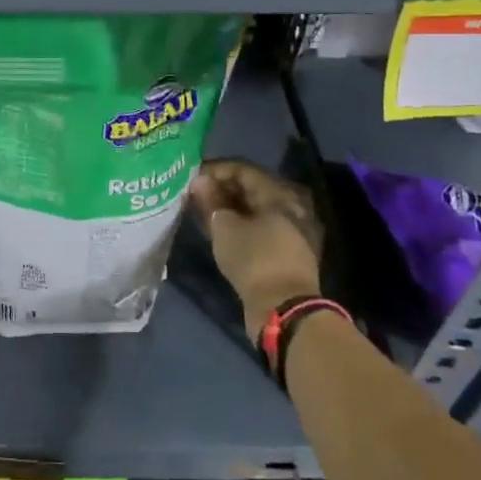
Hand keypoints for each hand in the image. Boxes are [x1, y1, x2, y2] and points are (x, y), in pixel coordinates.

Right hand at [191, 160, 322, 341]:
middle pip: (250, 189)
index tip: (190, 175)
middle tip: (193, 193)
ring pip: (254, 210)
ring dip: (228, 208)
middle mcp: (290, 206)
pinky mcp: (286, 251)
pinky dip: (238, 224)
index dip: (214, 169)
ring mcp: (291, 230)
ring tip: (201, 210)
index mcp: (279, 193)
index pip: (242, 170)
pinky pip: (259, 227)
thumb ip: (210, 200)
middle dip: (220, 189)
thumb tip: (199, 180)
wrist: (283, 309)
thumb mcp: (225, 227)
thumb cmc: (254, 259)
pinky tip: (218, 229)